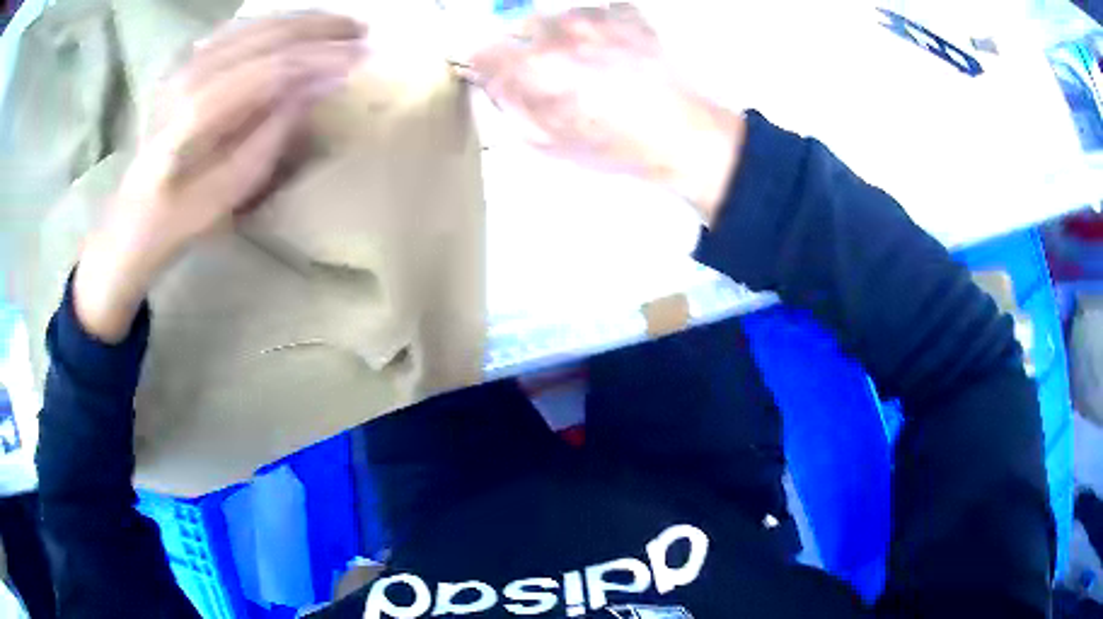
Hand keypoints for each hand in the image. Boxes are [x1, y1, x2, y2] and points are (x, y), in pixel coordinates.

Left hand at [75, 12, 364, 342]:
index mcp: (196, 114)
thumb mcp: (231, 191)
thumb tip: (318, 86)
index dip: (320, 59)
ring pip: (254, 24)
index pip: (273, 69)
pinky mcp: (184, 63)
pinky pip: (237, 29)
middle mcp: (190, 75)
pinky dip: (272, 22)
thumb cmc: (181, 217)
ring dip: (300, 19)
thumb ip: (273, 133)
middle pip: (266, 35)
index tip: (362, 58)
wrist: (134, 216)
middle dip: (319, 29)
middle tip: (362, 31)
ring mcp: (184, 64)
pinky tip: (294, 24)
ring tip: (339, 23)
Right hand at [461, 3, 744, 222]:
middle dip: (524, 46)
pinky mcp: (628, 17)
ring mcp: (598, 20)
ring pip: (559, 16)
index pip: (484, 51)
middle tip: (545, 72)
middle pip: (521, 26)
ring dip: (560, 34)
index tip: (492, 72)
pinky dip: (596, 25)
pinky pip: (599, 10)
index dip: (485, 63)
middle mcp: (561, 33)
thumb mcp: (550, 141)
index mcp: (537, 68)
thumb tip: (491, 82)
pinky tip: (609, 47)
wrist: (682, 135)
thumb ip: (511, 106)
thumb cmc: (615, 145)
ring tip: (584, 61)